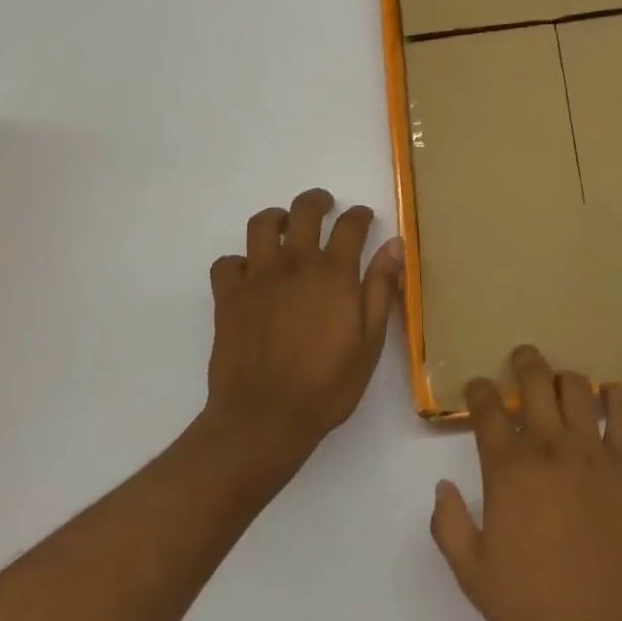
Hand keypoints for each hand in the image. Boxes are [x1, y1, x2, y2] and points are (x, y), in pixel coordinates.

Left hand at [203, 189, 403, 468]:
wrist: (264, 419)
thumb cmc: (327, 385)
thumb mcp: (370, 341)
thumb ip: (382, 288)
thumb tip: (394, 244)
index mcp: (334, 274)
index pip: (350, 225)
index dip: (360, 215)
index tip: (364, 217)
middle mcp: (295, 265)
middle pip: (304, 211)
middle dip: (317, 202)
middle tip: (324, 207)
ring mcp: (257, 279)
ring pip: (261, 225)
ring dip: (276, 219)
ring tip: (285, 228)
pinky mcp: (228, 298)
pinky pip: (227, 262)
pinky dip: (239, 261)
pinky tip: (250, 274)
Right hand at [431, 345, 621, 620]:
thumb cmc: (537, 604)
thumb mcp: (474, 576)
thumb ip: (450, 527)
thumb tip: (442, 488)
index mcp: (508, 468)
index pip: (488, 408)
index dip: (479, 390)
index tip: (477, 388)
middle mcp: (549, 445)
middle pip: (536, 379)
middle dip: (524, 362)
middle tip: (520, 360)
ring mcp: (591, 449)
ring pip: (578, 387)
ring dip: (564, 378)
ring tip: (559, 385)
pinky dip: (615, 396)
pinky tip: (608, 398)